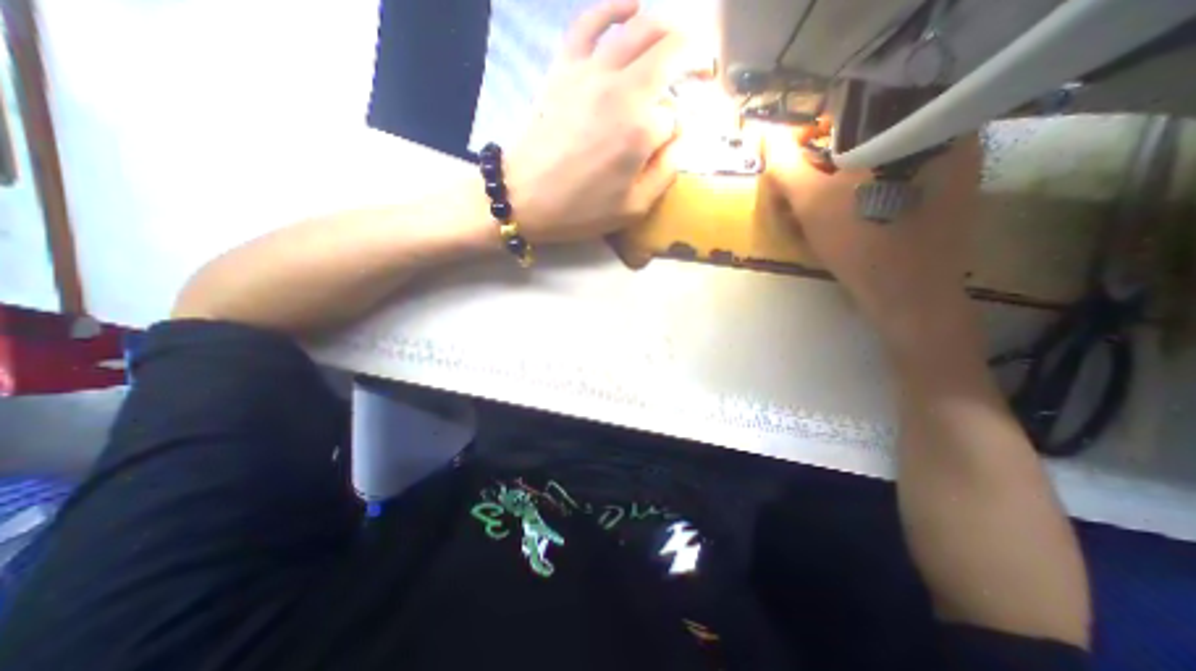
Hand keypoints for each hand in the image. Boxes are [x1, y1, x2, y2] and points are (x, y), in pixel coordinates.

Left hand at [507, 0, 693, 246]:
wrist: (523, 198)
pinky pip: (591, 21)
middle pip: (671, 53)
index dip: (677, 132)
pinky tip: (633, 6)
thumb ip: (665, 171)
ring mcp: (591, 72)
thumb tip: (679, 138)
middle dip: (695, 58)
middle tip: (702, 71)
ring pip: (641, 27)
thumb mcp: (634, 208)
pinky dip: (615, 7)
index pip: (674, 118)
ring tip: (678, 41)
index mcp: (640, 130)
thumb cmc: (580, 210)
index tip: (669, 144)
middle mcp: (622, 90)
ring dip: (669, 30)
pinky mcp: (565, 67)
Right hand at [766, 122, 980, 347]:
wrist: (908, 296)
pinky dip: (862, 191)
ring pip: (879, 159)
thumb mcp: (811, 202)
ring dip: (840, 180)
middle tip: (801, 195)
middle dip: (824, 164)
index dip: (812, 134)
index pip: (854, 108)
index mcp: (916, 123)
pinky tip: (845, 218)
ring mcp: (953, 162)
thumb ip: (785, 166)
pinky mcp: (951, 190)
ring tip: (817, 211)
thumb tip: (765, 135)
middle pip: (867, 135)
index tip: (792, 164)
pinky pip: (895, 177)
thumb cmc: (859, 243)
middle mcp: (946, 131)